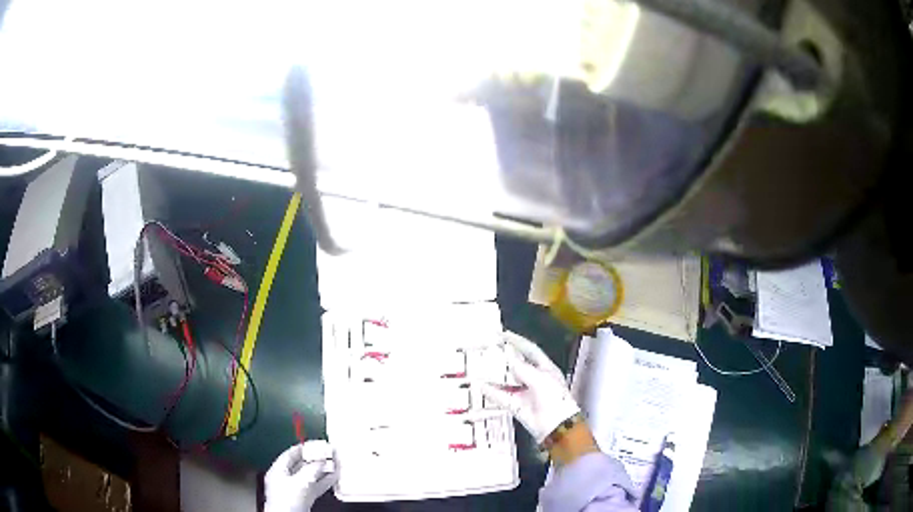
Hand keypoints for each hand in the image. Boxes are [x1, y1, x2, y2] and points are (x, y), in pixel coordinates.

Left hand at [265, 440, 337, 511]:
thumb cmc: (287, 500)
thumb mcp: (300, 481)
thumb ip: (311, 469)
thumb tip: (321, 460)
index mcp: (278, 470)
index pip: (290, 454)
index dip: (303, 448)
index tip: (316, 444)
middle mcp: (285, 478)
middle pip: (301, 465)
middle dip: (315, 460)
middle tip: (328, 453)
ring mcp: (294, 489)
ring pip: (310, 476)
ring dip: (322, 471)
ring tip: (335, 464)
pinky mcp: (303, 498)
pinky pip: (314, 486)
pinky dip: (324, 482)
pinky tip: (334, 478)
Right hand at [480, 332, 580, 444]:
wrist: (556, 427)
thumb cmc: (554, 399)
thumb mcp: (539, 379)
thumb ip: (522, 368)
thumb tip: (508, 354)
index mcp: (546, 369)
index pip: (530, 350)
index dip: (517, 341)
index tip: (502, 334)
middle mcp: (535, 379)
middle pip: (517, 364)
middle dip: (504, 357)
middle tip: (488, 349)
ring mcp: (526, 393)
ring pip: (508, 381)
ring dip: (495, 375)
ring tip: (481, 366)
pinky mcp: (517, 406)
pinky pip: (502, 396)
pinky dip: (492, 392)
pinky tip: (481, 385)